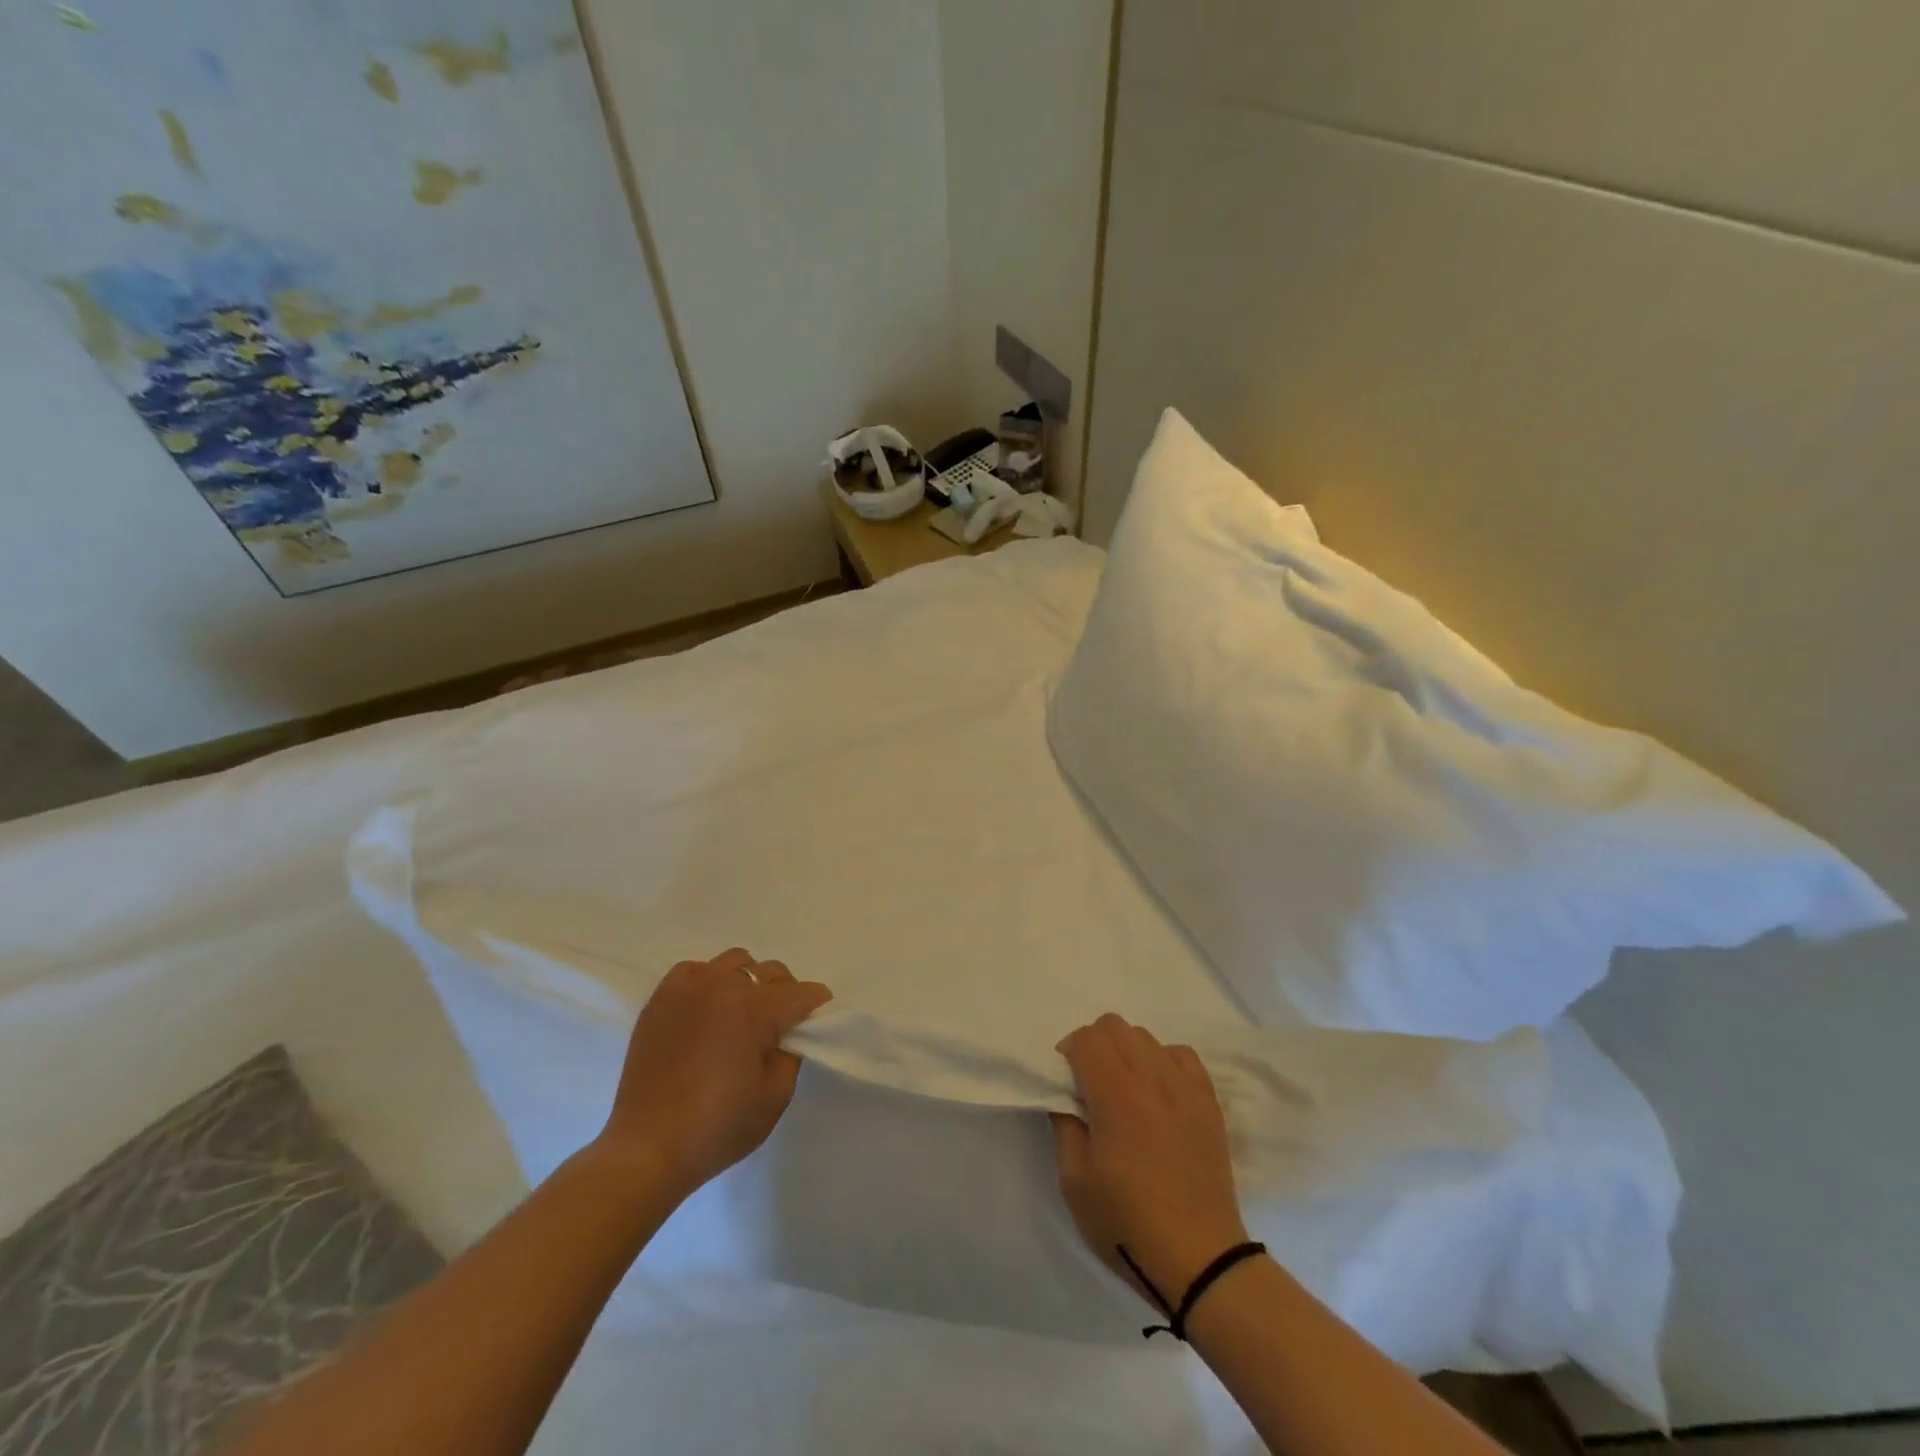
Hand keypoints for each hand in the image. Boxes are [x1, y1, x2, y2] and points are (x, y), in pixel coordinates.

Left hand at [593, 948, 831, 1202]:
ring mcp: (688, 987)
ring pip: (736, 962)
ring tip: (742, 1015)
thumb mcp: (775, 1097)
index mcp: (754, 1009)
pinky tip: (708, 1010)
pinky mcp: (661, 997)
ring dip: (748, 982)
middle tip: (780, 1027)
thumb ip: (791, 1053)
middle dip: (785, 994)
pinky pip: (696, 970)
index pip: (802, 993)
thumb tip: (788, 1032)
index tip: (817, 1023)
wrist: (647, 1149)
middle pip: (771, 972)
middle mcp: (723, 986)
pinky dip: (709, 981)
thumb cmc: (717, 1128)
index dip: (816, 1008)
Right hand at [1052, 1015, 1251, 1310]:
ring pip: (1146, 1037)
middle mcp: (1151, 1076)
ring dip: (1126, 1052)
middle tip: (1089, 1084)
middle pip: (1115, 1026)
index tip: (1066, 1082)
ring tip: (1124, 1091)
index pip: (1086, 1038)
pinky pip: (1181, 1055)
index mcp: (1115, 1092)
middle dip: (1094, 1044)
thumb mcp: (1074, 1181)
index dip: (1069, 1052)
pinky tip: (1158, 1092)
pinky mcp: (1208, 1102)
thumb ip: (1065, 1125)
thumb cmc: (1127, 1223)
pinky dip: (1163, 1061)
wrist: (1199, 1259)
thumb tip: (1066, 1096)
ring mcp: (1185, 1086)